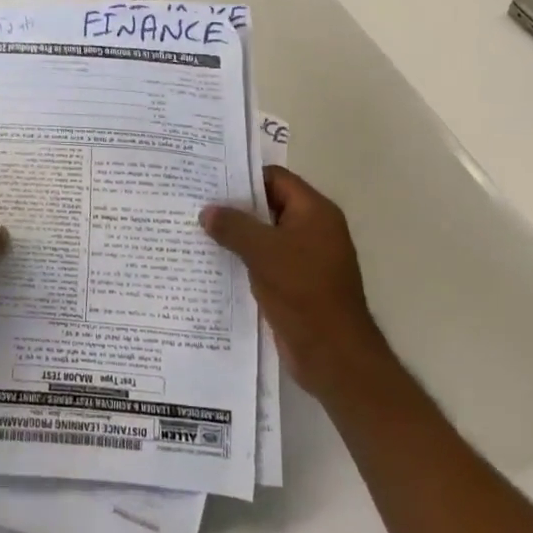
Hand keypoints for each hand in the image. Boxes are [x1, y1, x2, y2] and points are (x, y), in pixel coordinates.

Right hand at [202, 167, 393, 400]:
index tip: (210, 181)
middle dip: (236, 207)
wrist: (334, 354)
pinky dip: (246, 259)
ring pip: (266, 235)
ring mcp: (307, 257)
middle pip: (270, 205)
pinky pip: (267, 260)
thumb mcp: (263, 252)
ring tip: (200, 231)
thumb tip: (207, 211)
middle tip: (198, 204)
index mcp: (315, 212)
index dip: (244, 177)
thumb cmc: (303, 291)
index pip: (276, 179)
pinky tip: (216, 262)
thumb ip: (233, 227)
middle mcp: (314, 229)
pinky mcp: (298, 283)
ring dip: (238, 235)